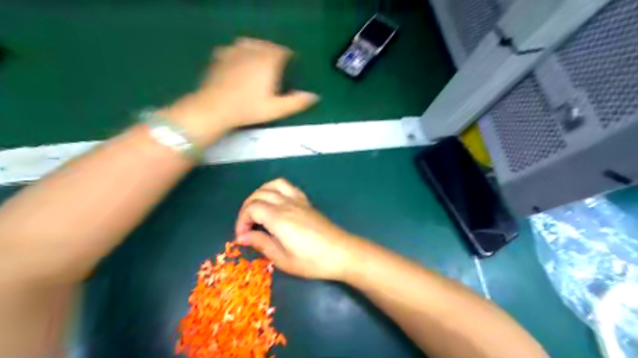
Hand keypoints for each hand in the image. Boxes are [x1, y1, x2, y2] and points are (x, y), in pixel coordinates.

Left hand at [159, 36, 317, 144]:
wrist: (214, 108)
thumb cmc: (248, 109)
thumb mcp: (276, 109)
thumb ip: (296, 102)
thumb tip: (315, 97)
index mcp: (268, 62)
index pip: (282, 52)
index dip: (288, 56)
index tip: (290, 63)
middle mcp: (252, 52)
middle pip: (267, 45)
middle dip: (274, 51)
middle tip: (277, 62)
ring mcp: (235, 52)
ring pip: (250, 43)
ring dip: (258, 48)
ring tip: (260, 58)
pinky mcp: (221, 57)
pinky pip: (233, 48)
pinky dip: (240, 51)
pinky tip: (239, 60)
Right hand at [237, 178, 359, 279]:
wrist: (342, 253)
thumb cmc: (312, 261)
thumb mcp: (283, 259)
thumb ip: (261, 244)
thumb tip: (242, 237)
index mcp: (279, 218)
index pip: (251, 208)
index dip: (242, 221)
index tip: (242, 237)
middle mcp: (287, 204)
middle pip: (259, 195)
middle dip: (246, 208)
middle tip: (246, 227)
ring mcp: (298, 201)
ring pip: (272, 185)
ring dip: (259, 194)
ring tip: (256, 210)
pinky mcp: (306, 202)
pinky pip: (287, 186)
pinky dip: (275, 189)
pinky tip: (275, 203)